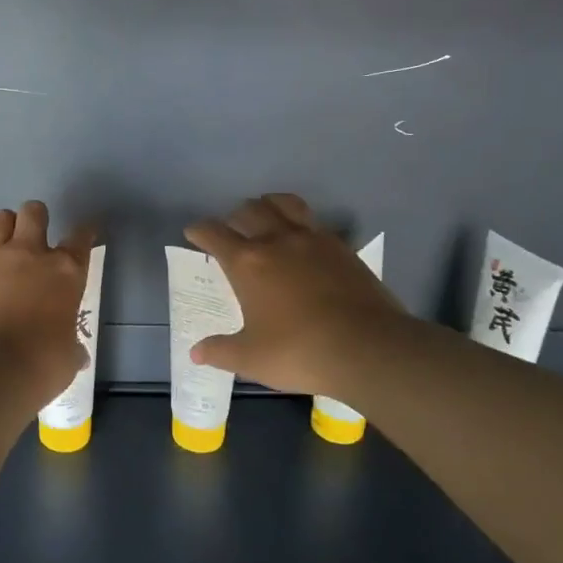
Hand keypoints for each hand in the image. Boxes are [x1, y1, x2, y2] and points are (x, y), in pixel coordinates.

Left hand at [0, 201, 95, 399]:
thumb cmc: (41, 364)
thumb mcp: (68, 356)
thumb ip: (71, 345)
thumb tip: (75, 355)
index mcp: (64, 271)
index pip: (80, 238)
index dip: (84, 232)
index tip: (84, 233)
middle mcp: (28, 254)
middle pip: (33, 212)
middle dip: (36, 217)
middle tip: (35, 235)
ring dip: (4, 229)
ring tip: (4, 247)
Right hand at [184, 193, 408, 397]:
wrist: (368, 348)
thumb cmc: (299, 352)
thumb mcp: (252, 358)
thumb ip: (221, 351)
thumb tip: (196, 353)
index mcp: (248, 263)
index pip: (214, 233)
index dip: (199, 231)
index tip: (193, 233)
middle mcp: (277, 241)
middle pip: (249, 211)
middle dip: (234, 217)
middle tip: (230, 230)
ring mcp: (313, 240)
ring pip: (285, 204)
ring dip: (269, 205)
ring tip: (266, 216)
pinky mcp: (342, 247)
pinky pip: (315, 223)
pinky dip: (302, 224)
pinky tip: (304, 241)